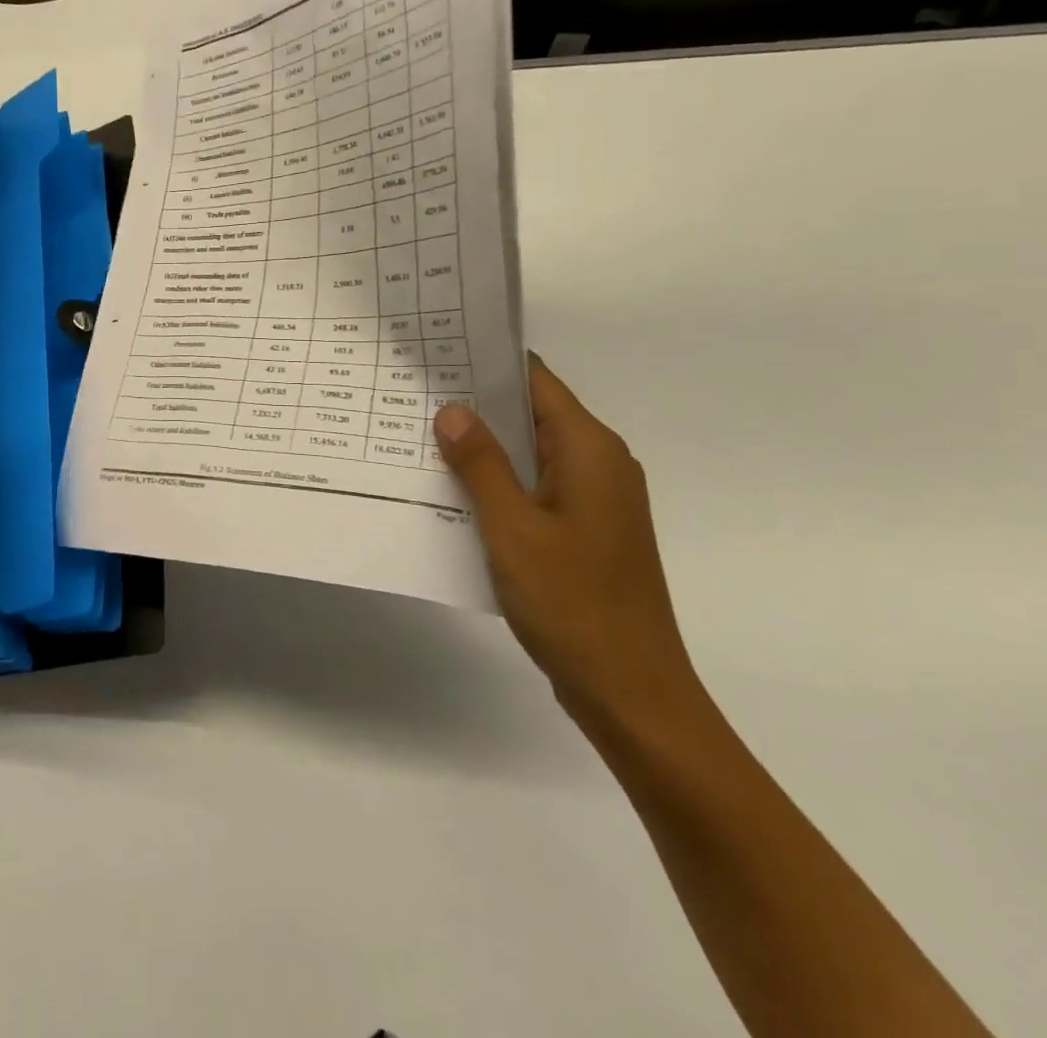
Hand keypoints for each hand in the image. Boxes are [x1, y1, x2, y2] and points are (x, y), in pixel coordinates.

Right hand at [433, 357, 702, 739]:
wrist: (633, 694)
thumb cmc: (574, 604)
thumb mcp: (513, 529)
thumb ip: (481, 465)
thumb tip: (453, 410)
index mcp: (590, 450)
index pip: (535, 382)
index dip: (487, 364)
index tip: (436, 354)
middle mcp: (599, 465)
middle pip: (531, 415)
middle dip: (476, 405)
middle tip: (413, 394)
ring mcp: (594, 501)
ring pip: (529, 455)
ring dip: (482, 448)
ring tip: (420, 436)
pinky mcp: (585, 532)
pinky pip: (534, 489)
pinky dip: (497, 483)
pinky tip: (452, 491)